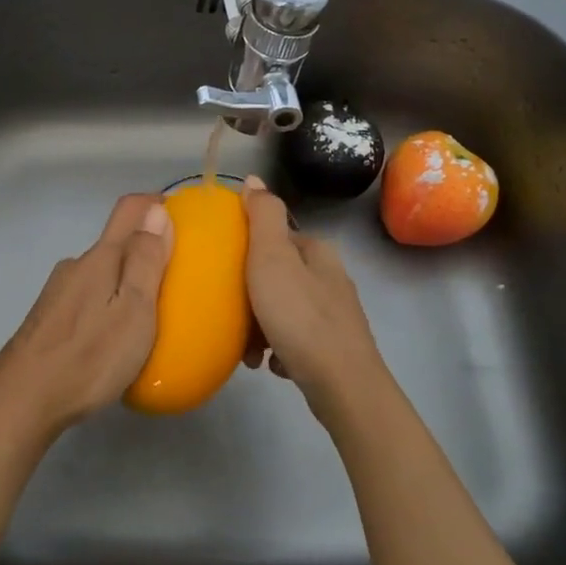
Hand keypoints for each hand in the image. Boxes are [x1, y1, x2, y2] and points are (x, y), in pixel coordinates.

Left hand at [0, 194, 173, 437]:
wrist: (22, 399)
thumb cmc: (89, 357)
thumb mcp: (133, 311)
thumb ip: (145, 261)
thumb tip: (157, 211)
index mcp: (100, 258)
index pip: (129, 210)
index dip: (155, 205)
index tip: (181, 218)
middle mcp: (76, 265)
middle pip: (115, 243)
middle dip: (145, 251)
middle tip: (175, 279)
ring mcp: (58, 292)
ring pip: (100, 273)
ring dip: (125, 281)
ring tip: (149, 313)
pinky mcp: (48, 318)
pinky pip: (88, 297)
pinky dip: (107, 304)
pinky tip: (113, 336)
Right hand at [241, 176, 394, 424]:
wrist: (342, 385)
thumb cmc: (300, 317)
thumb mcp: (272, 258)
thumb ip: (262, 217)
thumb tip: (253, 178)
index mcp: (317, 251)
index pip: (275, 236)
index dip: (246, 250)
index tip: (223, 271)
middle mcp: (330, 277)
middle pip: (278, 275)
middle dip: (250, 295)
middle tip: (230, 314)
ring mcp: (335, 314)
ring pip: (284, 308)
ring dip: (260, 326)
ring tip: (247, 350)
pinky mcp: (333, 346)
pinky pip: (295, 338)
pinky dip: (278, 348)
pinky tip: (269, 364)